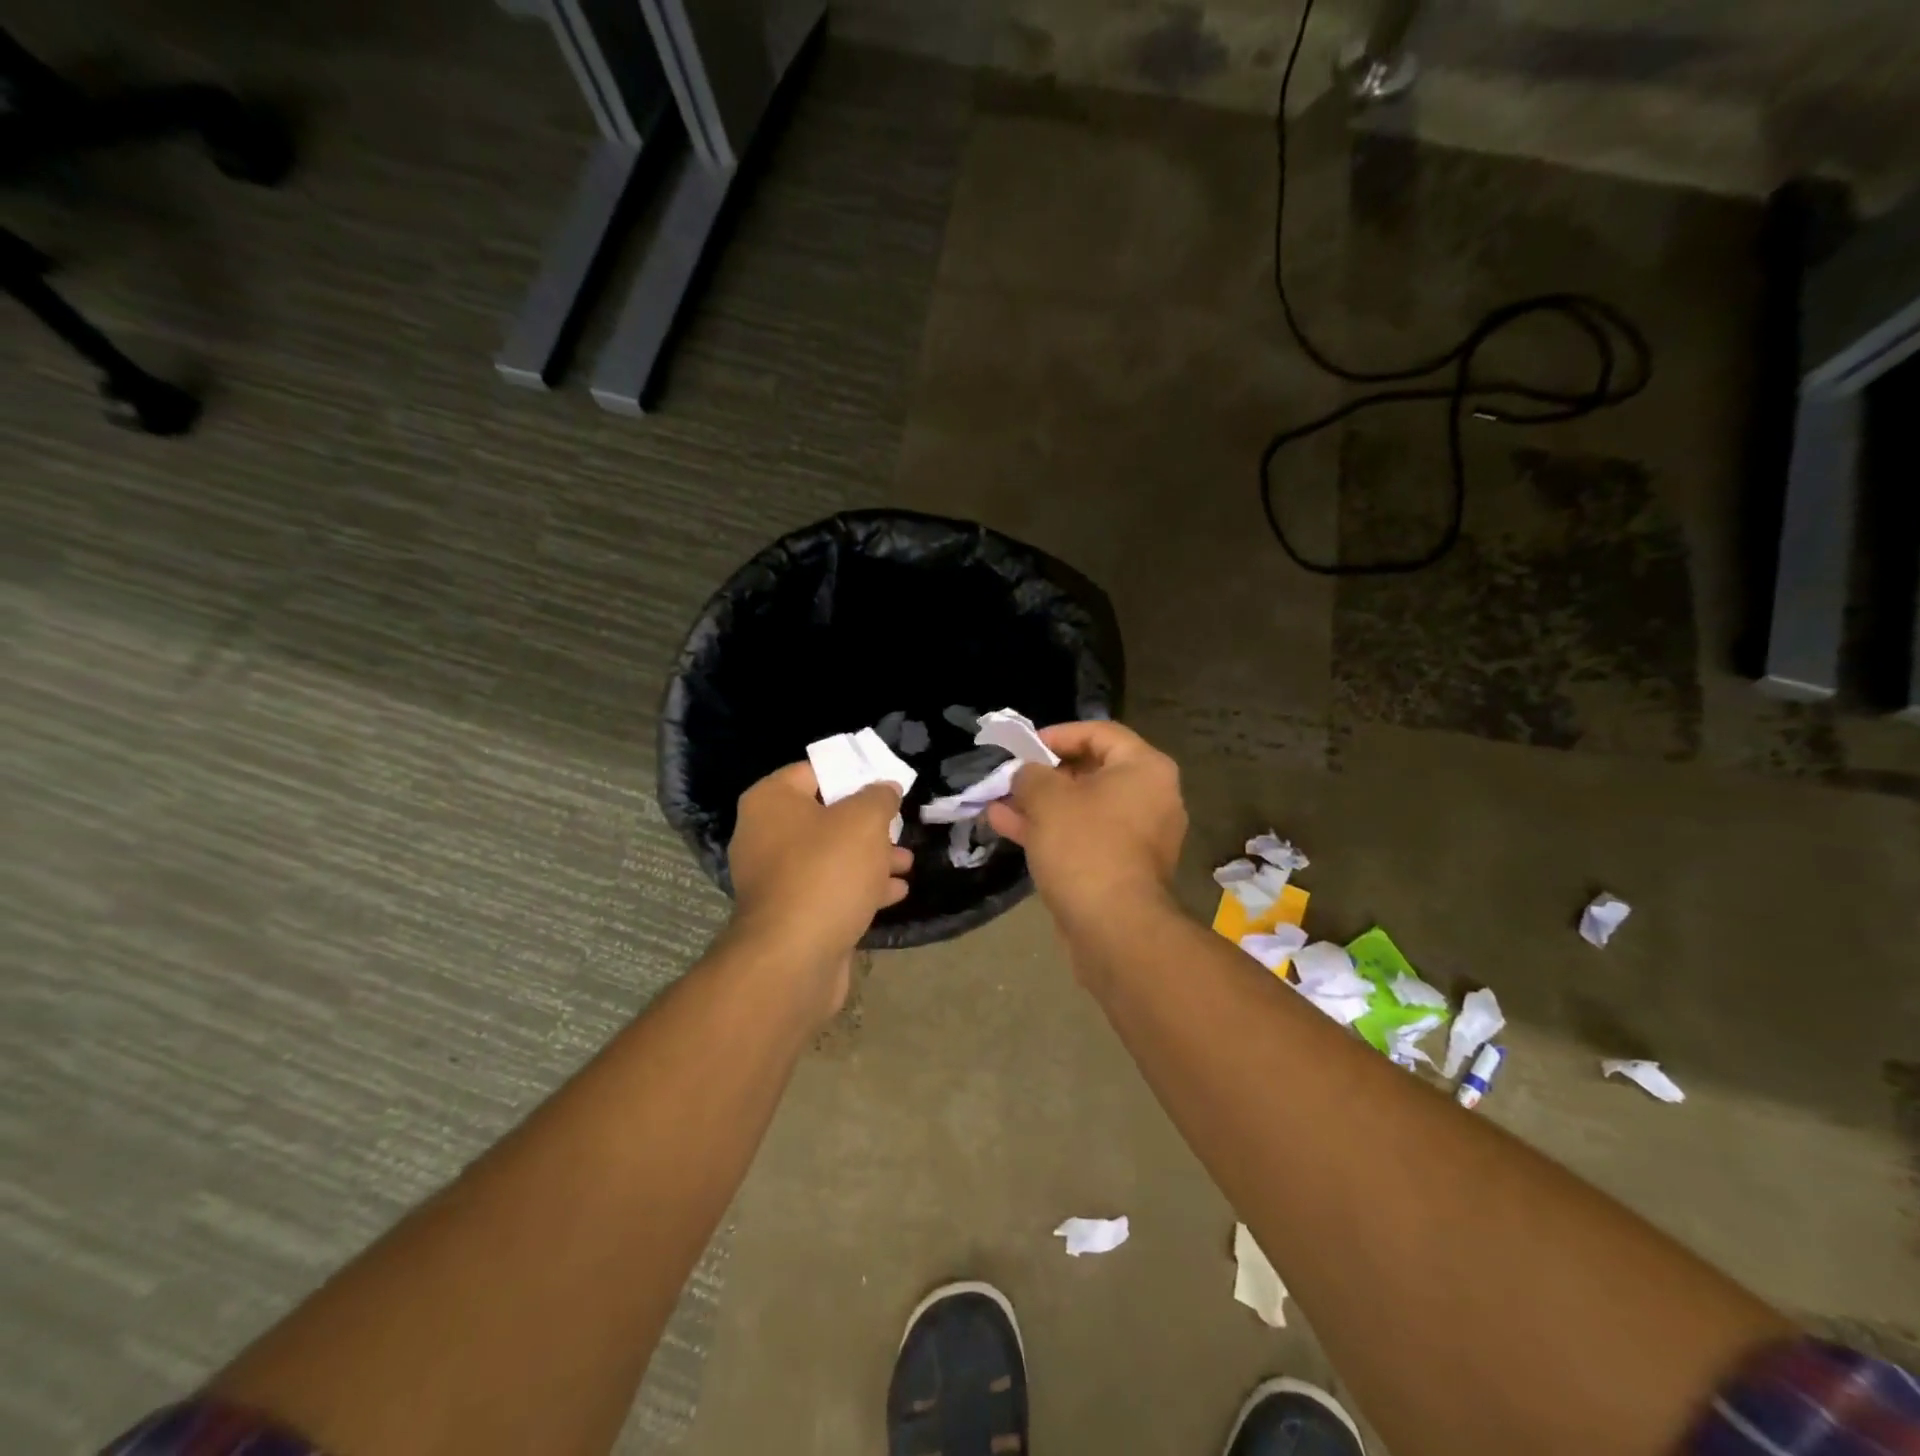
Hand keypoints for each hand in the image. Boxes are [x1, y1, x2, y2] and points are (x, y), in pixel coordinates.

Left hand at [726, 762, 911, 1012]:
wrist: (794, 958)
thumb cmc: (827, 872)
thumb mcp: (864, 821)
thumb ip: (879, 797)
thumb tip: (886, 788)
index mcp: (771, 802)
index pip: (814, 771)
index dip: (852, 773)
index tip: (885, 783)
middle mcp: (764, 836)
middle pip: (824, 816)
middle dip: (867, 823)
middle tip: (899, 827)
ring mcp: (775, 878)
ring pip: (831, 856)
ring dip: (870, 858)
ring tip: (906, 863)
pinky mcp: (790, 914)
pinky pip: (829, 889)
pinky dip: (860, 888)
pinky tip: (896, 893)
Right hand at [985, 721, 1186, 936]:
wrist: (1113, 927)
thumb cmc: (1084, 846)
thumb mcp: (1047, 798)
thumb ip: (1030, 775)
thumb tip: (1025, 775)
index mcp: (1145, 769)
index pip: (1100, 733)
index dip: (1058, 734)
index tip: (1025, 746)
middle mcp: (1151, 798)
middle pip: (1091, 771)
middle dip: (1044, 774)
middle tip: (1011, 776)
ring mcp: (1138, 836)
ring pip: (1082, 808)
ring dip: (1039, 804)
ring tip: (997, 801)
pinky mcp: (1122, 868)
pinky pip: (1084, 837)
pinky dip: (1050, 830)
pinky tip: (1005, 826)